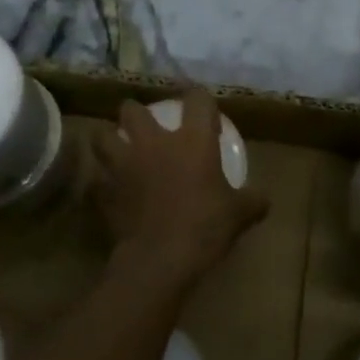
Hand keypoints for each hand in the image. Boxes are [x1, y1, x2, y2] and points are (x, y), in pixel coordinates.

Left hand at [92, 89, 268, 285]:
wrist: (160, 260)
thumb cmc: (205, 227)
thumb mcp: (240, 214)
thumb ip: (253, 201)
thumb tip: (263, 200)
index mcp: (192, 140)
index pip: (197, 100)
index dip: (201, 99)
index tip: (205, 112)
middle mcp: (154, 143)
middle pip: (133, 110)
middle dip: (136, 112)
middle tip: (145, 123)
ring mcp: (123, 166)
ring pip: (102, 136)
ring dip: (108, 138)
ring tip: (116, 146)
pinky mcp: (103, 192)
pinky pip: (96, 179)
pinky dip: (101, 181)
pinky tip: (109, 189)